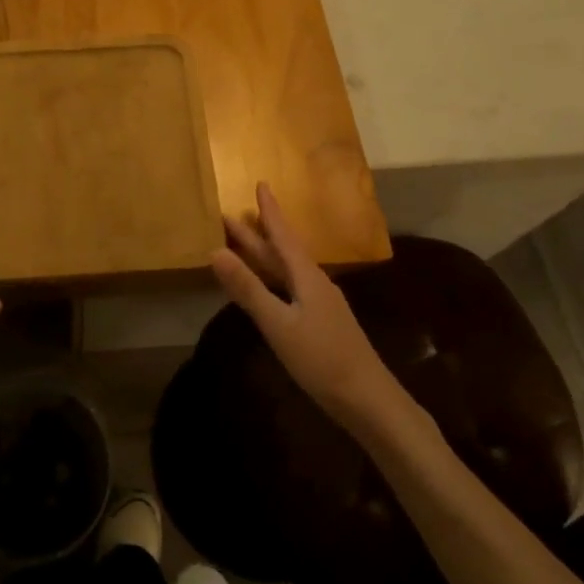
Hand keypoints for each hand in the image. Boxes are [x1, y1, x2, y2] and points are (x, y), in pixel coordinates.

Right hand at [210, 182, 417, 439]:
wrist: (368, 400)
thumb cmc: (322, 359)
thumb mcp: (278, 324)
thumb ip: (248, 289)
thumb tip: (215, 251)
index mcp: (307, 277)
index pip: (283, 236)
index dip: (270, 211)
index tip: (261, 183)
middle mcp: (315, 284)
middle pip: (282, 251)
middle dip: (258, 233)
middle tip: (232, 215)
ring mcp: (321, 304)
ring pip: (287, 270)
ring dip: (266, 255)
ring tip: (245, 243)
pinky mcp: (321, 323)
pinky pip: (291, 288)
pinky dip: (273, 278)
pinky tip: (269, 287)